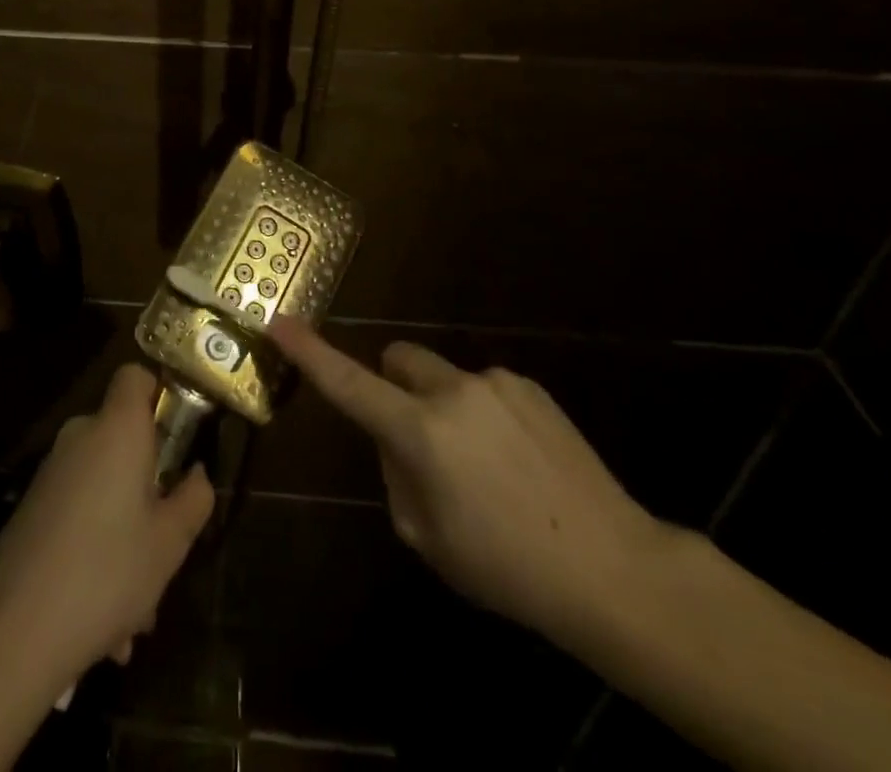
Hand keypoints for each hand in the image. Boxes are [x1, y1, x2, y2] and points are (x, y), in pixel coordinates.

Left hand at [0, 363, 214, 692]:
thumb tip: (196, 475)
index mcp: (116, 428)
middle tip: (169, 538)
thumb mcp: (170, 542)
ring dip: (127, 531)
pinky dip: (97, 549)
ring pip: (105, 487)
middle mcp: (80, 437)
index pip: (135, 375)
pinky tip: (108, 625)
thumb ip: (194, 498)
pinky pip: (79, 514)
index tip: (180, 437)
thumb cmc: (107, 572)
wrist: (12, 634)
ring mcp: (51, 473)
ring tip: (140, 610)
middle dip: (151, 485)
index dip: (160, 393)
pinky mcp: (31, 510)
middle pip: (124, 438)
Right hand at [270, 318, 665, 650]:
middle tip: (415, 435)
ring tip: (487, 466)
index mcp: (419, 433)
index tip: (279, 323)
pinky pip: (483, 388)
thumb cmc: (506, 568)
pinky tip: (518, 462)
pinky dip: (483, 413)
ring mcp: (494, 382)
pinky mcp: (528, 385)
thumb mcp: (427, 537)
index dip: (309, 353)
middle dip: (393, 384)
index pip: (348, 383)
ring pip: (442, 377)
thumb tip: (395, 439)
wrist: (611, 567)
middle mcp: (451, 392)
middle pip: (397, 358)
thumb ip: (395, 475)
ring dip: (443, 406)